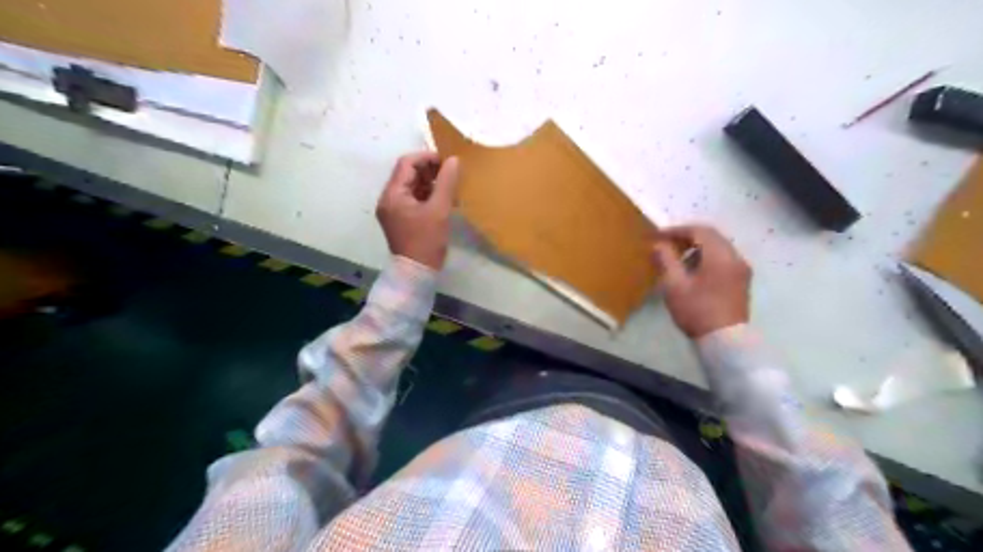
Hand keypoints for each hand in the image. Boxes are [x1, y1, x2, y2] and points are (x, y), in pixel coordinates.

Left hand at [376, 151, 461, 269]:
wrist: (417, 273)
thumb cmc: (426, 241)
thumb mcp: (439, 210)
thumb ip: (446, 182)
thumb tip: (453, 160)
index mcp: (392, 194)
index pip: (406, 164)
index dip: (427, 157)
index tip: (448, 161)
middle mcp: (388, 199)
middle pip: (407, 174)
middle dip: (430, 170)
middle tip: (451, 173)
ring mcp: (394, 210)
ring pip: (412, 186)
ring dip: (430, 183)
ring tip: (451, 187)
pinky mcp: (401, 219)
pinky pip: (414, 199)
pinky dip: (428, 196)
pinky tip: (444, 200)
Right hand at [651, 224, 754, 338]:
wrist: (725, 341)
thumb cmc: (697, 310)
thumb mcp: (675, 284)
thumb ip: (666, 260)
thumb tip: (658, 244)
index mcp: (721, 255)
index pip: (699, 231)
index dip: (677, 230)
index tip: (658, 236)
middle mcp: (735, 257)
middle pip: (712, 236)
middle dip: (688, 236)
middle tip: (667, 243)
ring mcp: (741, 270)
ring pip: (719, 248)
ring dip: (698, 247)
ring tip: (678, 258)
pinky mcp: (741, 281)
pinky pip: (724, 259)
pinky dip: (707, 258)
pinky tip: (694, 271)